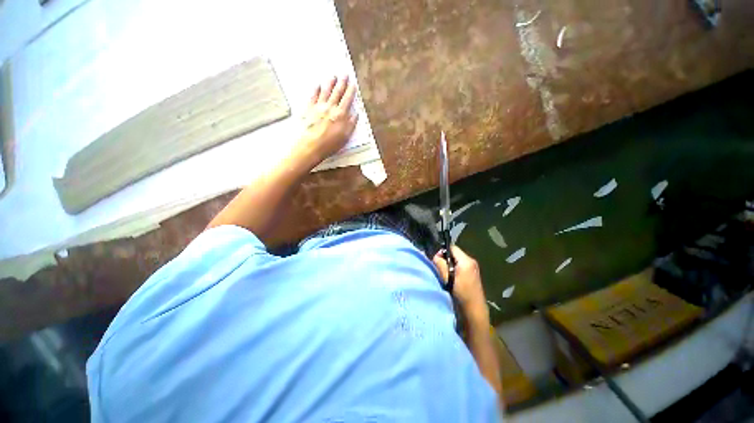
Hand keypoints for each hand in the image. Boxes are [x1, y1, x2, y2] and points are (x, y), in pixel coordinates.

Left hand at [294, 75, 358, 166]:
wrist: (312, 145)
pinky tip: (317, 85)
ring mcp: (319, 107)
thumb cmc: (329, 144)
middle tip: (344, 74)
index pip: (347, 99)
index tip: (353, 84)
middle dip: (342, 83)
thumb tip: (355, 114)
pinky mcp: (309, 110)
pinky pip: (313, 97)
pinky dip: (316, 90)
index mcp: (340, 115)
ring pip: (325, 92)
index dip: (351, 91)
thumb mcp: (345, 136)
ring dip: (330, 83)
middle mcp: (330, 108)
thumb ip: (351, 124)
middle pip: (337, 92)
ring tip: (333, 76)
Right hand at [433, 246, 488, 320]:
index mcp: (466, 261)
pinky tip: (452, 277)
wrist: (474, 310)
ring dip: (450, 264)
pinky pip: (461, 265)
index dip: (442, 251)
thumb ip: (441, 265)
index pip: (452, 247)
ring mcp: (474, 267)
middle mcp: (471, 261)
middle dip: (446, 258)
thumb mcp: (447, 278)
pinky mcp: (473, 273)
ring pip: (458, 259)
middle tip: (439, 267)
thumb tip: (435, 256)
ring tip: (445, 273)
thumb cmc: (461, 294)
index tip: (436, 259)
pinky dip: (455, 268)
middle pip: (455, 253)